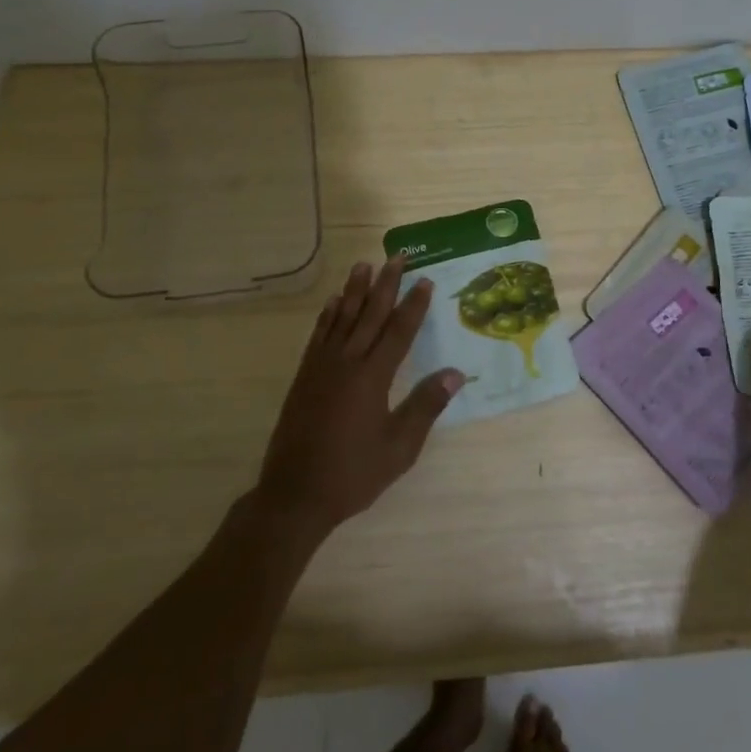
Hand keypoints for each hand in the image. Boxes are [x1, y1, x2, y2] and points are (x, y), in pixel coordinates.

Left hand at [255, 256, 463, 534]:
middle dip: (386, 285)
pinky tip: (333, 302)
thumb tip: (455, 373)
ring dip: (355, 290)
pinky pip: (318, 335)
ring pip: (341, 318)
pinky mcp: (304, 377)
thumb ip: (426, 406)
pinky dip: (327, 315)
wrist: (295, 495)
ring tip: (364, 265)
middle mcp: (346, 363)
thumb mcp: (399, 447)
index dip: (414, 305)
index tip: (424, 280)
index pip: (399, 331)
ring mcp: (321, 368)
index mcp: (372, 377)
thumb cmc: (353, 473)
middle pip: (370, 315)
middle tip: (396, 257)